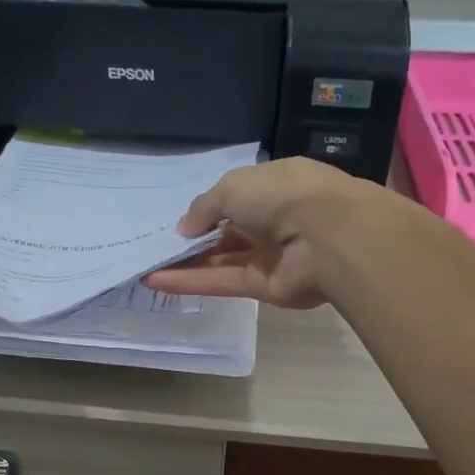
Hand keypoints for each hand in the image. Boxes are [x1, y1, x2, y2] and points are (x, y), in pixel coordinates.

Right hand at [143, 158, 381, 308]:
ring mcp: (269, 257)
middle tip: (155, 248)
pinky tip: (157, 280)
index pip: (235, 200)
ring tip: (146, 266)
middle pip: (226, 234)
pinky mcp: (264, 287)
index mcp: (272, 187)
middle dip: (193, 242)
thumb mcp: (232, 187)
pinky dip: (191, 282)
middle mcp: (273, 221)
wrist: (328, 236)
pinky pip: (222, 283)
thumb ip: (203, 208)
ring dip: (185, 264)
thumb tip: (184, 230)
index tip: (177, 223)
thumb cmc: (282, 195)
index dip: (206, 212)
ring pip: (221, 261)